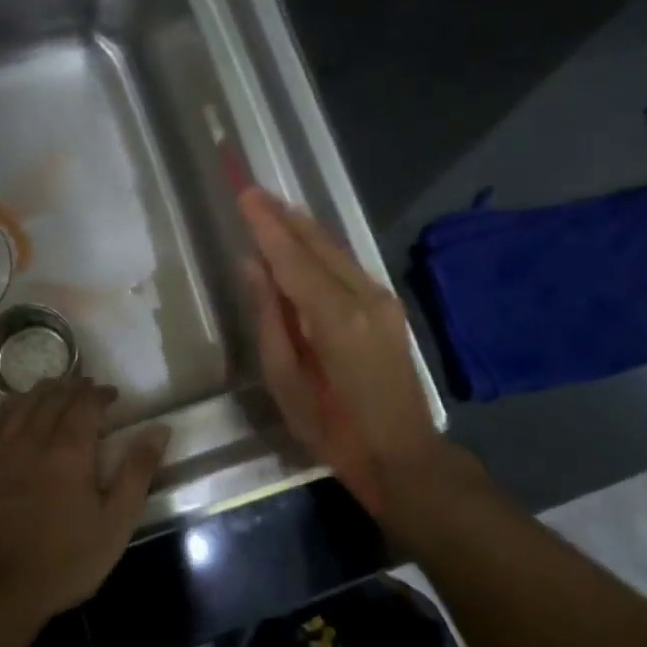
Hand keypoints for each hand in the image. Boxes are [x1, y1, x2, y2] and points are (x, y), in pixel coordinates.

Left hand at [0, 377, 169, 626]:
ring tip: (53, 390)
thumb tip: (159, 429)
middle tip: (85, 387)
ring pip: (20, 404)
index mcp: (69, 449)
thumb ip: (137, 472)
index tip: (111, 395)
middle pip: (52, 398)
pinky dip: (7, 406)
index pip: (86, 403)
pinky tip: (12, 409)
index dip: (100, 394)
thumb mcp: (115, 522)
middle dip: (72, 387)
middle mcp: (32, 438)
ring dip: (41, 391)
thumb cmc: (63, 561)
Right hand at [237, 187, 444, 515]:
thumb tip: (252, 265)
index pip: (292, 258)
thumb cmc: (333, 429)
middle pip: (319, 244)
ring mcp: (382, 299)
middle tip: (252, 193)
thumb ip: (269, 317)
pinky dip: (321, 249)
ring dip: (302, 228)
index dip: (266, 225)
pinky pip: (348, 266)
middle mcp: (365, 296)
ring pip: (336, 250)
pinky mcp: (389, 307)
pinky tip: (303, 243)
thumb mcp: (286, 381)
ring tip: (272, 209)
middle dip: (284, 216)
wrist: (402, 454)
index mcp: (336, 318)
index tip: (244, 193)